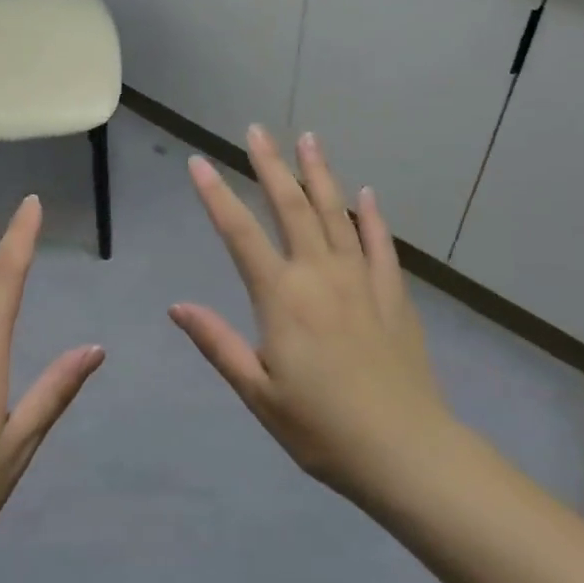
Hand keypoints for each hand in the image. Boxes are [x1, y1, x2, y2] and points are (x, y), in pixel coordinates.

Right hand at [170, 127, 455, 507]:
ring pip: (336, 213)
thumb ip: (217, 343)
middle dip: (271, 165)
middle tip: (256, 130)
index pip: (239, 234)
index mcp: (281, 297)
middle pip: (291, 207)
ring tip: (308, 139)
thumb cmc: (321, 428)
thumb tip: (177, 306)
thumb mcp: (258, 392)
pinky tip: (366, 193)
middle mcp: (319, 275)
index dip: (215, 196)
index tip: (198, 163)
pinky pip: (379, 244)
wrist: (406, 452)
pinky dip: (371, 216)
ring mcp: (360, 279)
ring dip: (320, 174)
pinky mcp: (393, 294)